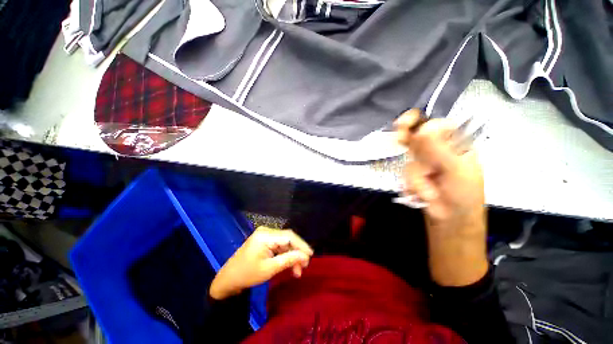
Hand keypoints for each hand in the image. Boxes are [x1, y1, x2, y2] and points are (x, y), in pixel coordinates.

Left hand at [209, 227, 312, 299]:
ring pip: (285, 243)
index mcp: (265, 235)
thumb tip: (305, 256)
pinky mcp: (264, 241)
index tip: (311, 255)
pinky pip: (279, 246)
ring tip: (297, 271)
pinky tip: (290, 266)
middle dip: (297, 252)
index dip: (301, 245)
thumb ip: (288, 260)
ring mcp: (265, 235)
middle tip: (304, 266)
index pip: (289, 236)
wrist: (228, 280)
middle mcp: (266, 231)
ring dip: (292, 256)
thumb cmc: (247, 275)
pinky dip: (285, 255)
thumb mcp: (269, 269)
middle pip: (288, 239)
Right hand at [395, 109, 484, 230]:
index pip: (434, 124)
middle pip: (416, 135)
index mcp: (455, 144)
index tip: (404, 123)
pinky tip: (421, 194)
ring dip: (417, 178)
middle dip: (405, 136)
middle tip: (398, 136)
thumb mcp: (457, 170)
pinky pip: (405, 173)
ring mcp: (424, 161)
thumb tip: (424, 128)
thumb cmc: (463, 194)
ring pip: (409, 160)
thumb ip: (440, 149)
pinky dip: (411, 185)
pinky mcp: (414, 173)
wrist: (451, 219)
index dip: (418, 121)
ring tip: (431, 192)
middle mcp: (437, 149)